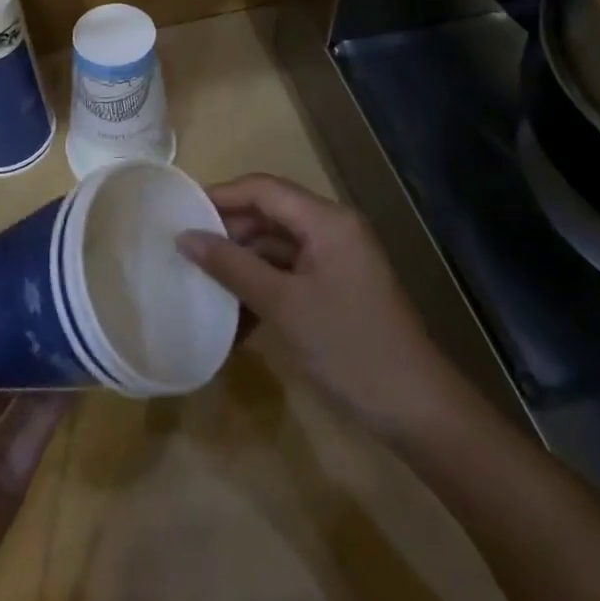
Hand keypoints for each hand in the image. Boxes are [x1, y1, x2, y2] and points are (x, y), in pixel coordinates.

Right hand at [176, 174, 459, 442]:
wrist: (418, 411)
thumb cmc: (349, 347)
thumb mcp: (283, 305)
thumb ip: (232, 266)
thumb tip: (185, 237)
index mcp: (327, 220)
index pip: (264, 189)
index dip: (221, 196)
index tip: (181, 212)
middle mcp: (334, 229)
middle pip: (271, 213)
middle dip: (229, 230)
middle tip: (186, 249)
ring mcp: (339, 259)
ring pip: (279, 245)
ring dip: (244, 262)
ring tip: (203, 280)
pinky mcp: (339, 287)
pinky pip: (292, 272)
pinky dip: (264, 285)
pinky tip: (235, 313)